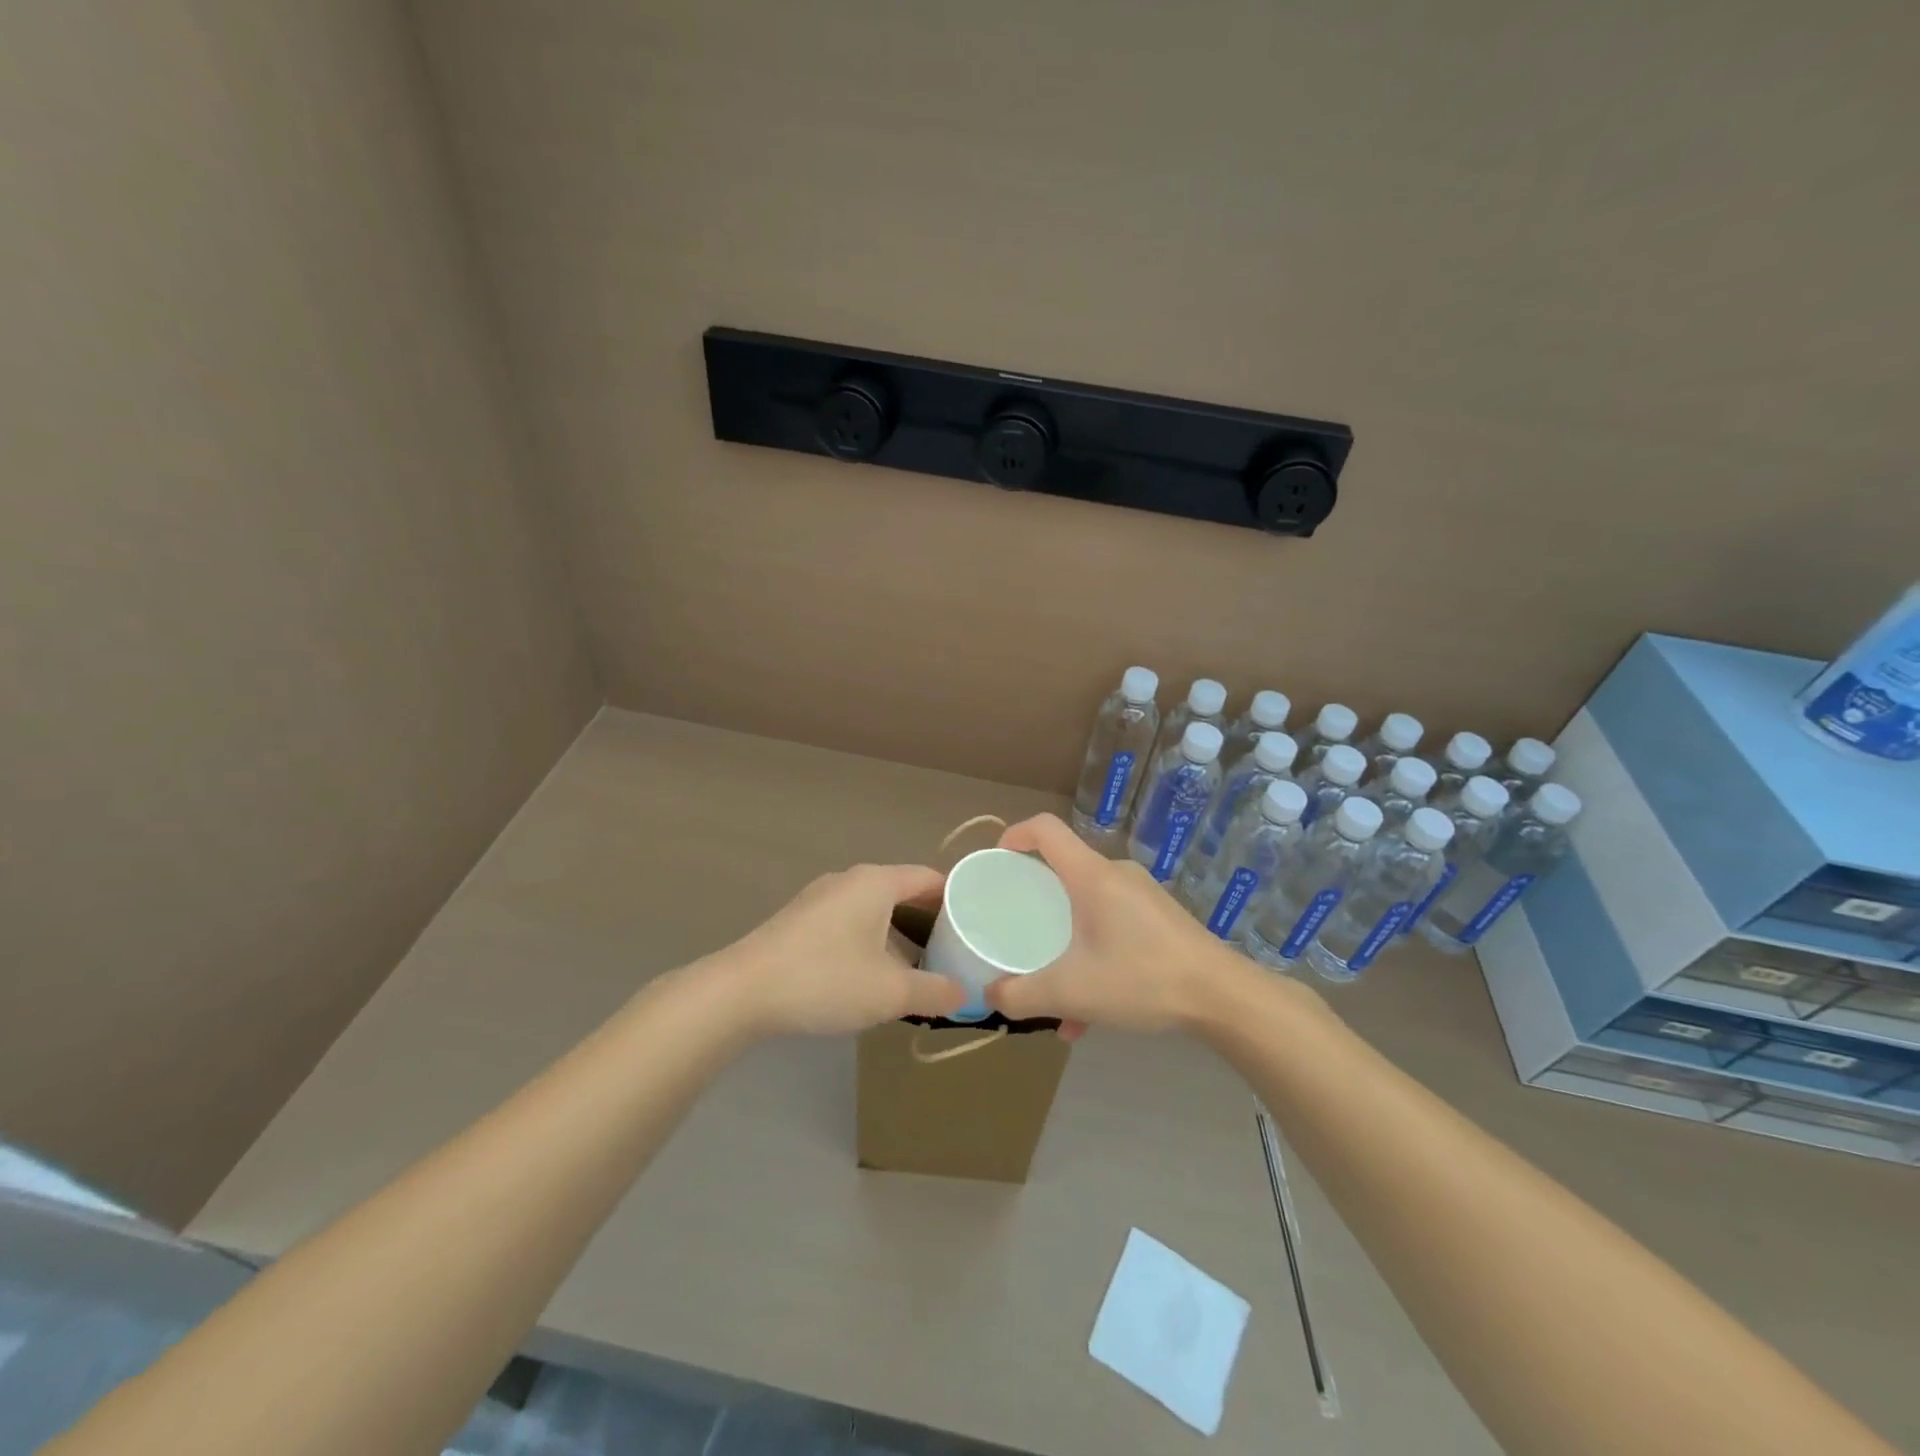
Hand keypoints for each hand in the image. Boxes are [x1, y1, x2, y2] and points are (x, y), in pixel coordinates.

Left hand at [715, 864, 966, 1035]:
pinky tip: (871, 974)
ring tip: (918, 966)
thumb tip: (965, 994)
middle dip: (928, 919)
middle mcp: (849, 880)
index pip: (928, 878)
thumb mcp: (890, 992)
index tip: (977, 922)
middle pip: (901, 891)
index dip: (956, 897)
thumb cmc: (825, 979)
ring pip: (873, 909)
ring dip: (897, 933)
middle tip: (955, 948)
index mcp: (876, 882)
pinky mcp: (799, 920)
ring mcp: (820, 898)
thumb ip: (935, 992)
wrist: (741, 992)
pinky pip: (848, 922)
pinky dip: (869, 940)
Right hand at [984, 814, 1245, 1033]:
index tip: (997, 862)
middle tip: (1018, 933)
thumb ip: (1022, 995)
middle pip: (1063, 871)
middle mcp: (1116, 875)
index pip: (1045, 829)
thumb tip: (990, 996)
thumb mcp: (1071, 992)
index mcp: (1091, 875)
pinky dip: (1093, 956)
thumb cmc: (1142, 979)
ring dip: (1066, 943)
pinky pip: (1112, 926)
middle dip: (1036, 902)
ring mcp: (1142, 896)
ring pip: (1088, 907)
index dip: (1015, 834)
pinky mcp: (1160, 919)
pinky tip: (1091, 1012)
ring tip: (1056, 994)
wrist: (1224, 997)